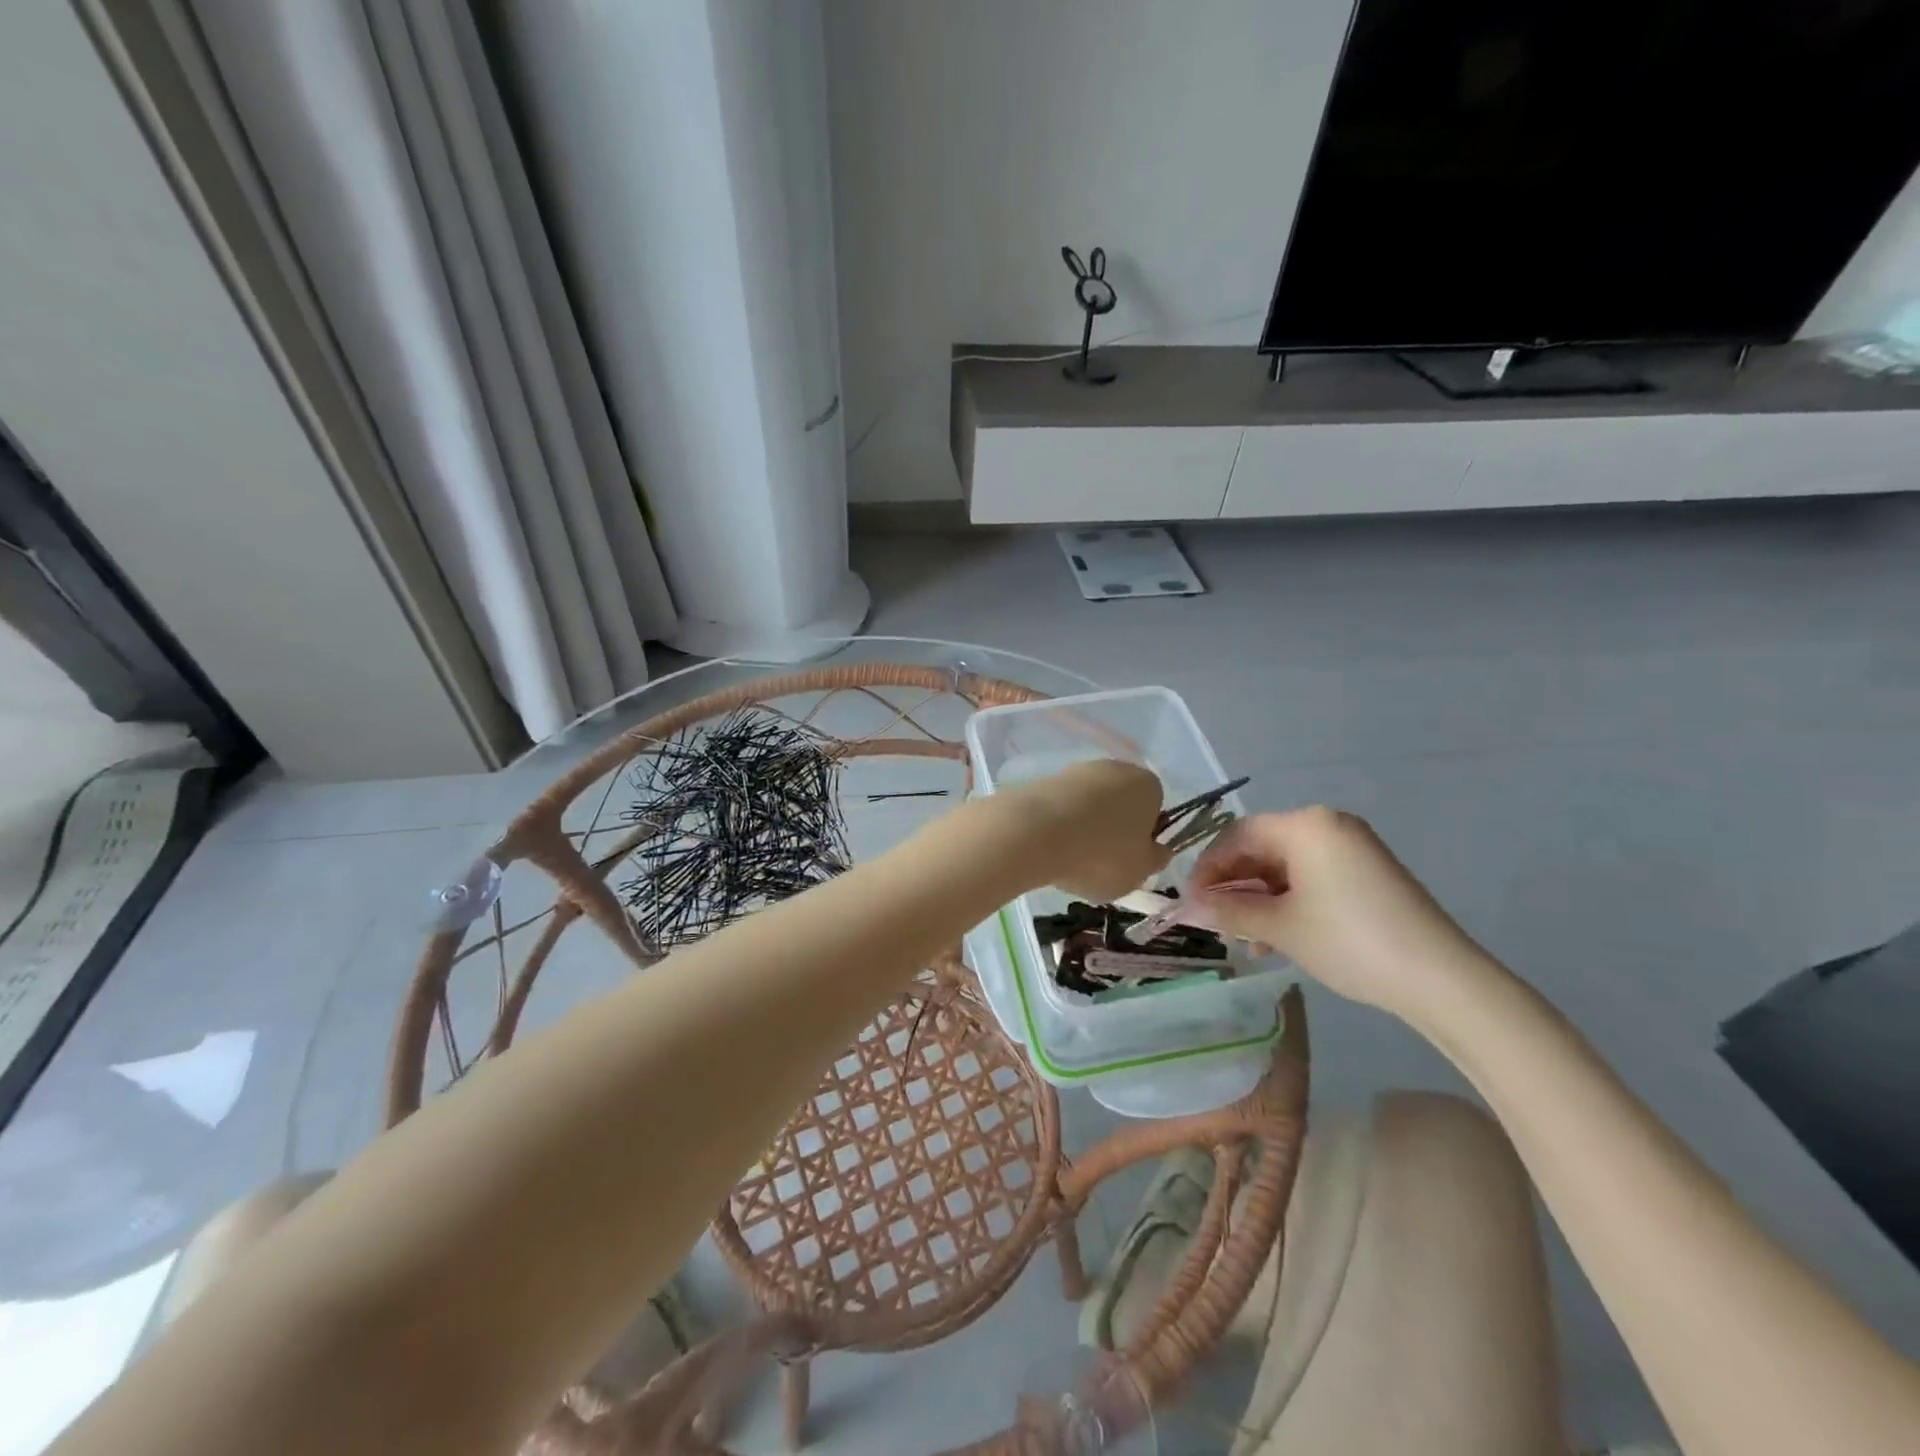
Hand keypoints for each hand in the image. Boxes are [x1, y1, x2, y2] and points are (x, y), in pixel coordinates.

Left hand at [1002, 759, 1170, 902]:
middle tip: (1101, 862)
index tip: (1130, 858)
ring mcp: (1076, 771)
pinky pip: (1060, 808)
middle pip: (1119, 803)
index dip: (1144, 836)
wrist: (1035, 832)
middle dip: (1112, 830)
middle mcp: (1114, 767)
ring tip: (1070, 859)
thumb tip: (1157, 850)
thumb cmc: (1101, 853)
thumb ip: (1155, 859)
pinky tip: (1049, 847)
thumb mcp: (1141, 871)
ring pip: (1088, 805)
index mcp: (1147, 784)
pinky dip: (1058, 826)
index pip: (1154, 808)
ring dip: (1083, 828)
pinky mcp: (1044, 780)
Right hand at [1185, 807, 1499, 1026]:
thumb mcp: (1280, 927)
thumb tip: (1183, 908)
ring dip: (1258, 898)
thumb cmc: (1349, 941)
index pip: (1237, 835)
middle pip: (1261, 848)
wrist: (1440, 978)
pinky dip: (1288, 901)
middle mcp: (1327, 825)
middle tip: (1214, 920)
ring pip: (1285, 866)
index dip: (1207, 868)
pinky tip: (1277, 936)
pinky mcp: (1368, 873)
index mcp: (1305, 825)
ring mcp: (1352, 848)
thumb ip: (1227, 912)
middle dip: (1233, 885)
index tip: (1189, 902)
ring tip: (1244, 938)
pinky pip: (1312, 876)